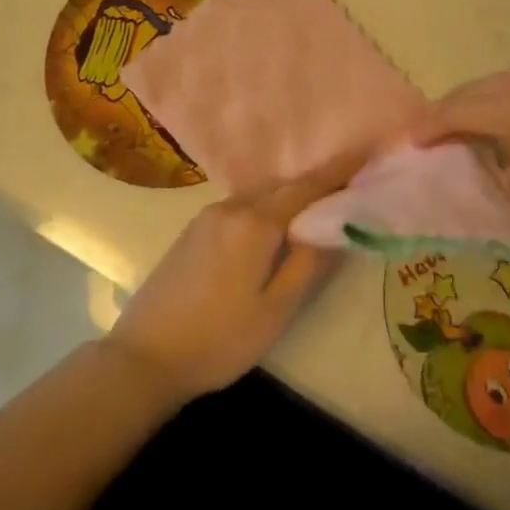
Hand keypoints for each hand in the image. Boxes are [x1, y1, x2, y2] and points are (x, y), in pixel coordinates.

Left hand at [101, 152, 362, 403]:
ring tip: (314, 210)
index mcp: (254, 223)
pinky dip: (264, 208)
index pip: (306, 187)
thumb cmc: (220, 339)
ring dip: (288, 197)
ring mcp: (207, 216)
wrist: (144, 356)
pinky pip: (240, 206)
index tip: (365, 153)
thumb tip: (337, 228)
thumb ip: (309, 264)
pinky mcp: (192, 230)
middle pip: (282, 187)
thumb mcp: (276, 310)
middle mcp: (230, 207)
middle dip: (314, 184)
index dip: (338, 170)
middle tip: (346, 188)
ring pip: (259, 196)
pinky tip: (272, 227)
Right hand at [412, 65, 509, 208]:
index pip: (449, 113)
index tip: (409, 143)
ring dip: (467, 104)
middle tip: (428, 137)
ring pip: (485, 84)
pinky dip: (490, 98)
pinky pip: (506, 82)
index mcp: (503, 108)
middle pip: (463, 93)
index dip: (426, 129)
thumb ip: (500, 174)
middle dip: (442, 113)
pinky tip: (498, 118)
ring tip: (460, 129)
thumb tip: (482, 168)